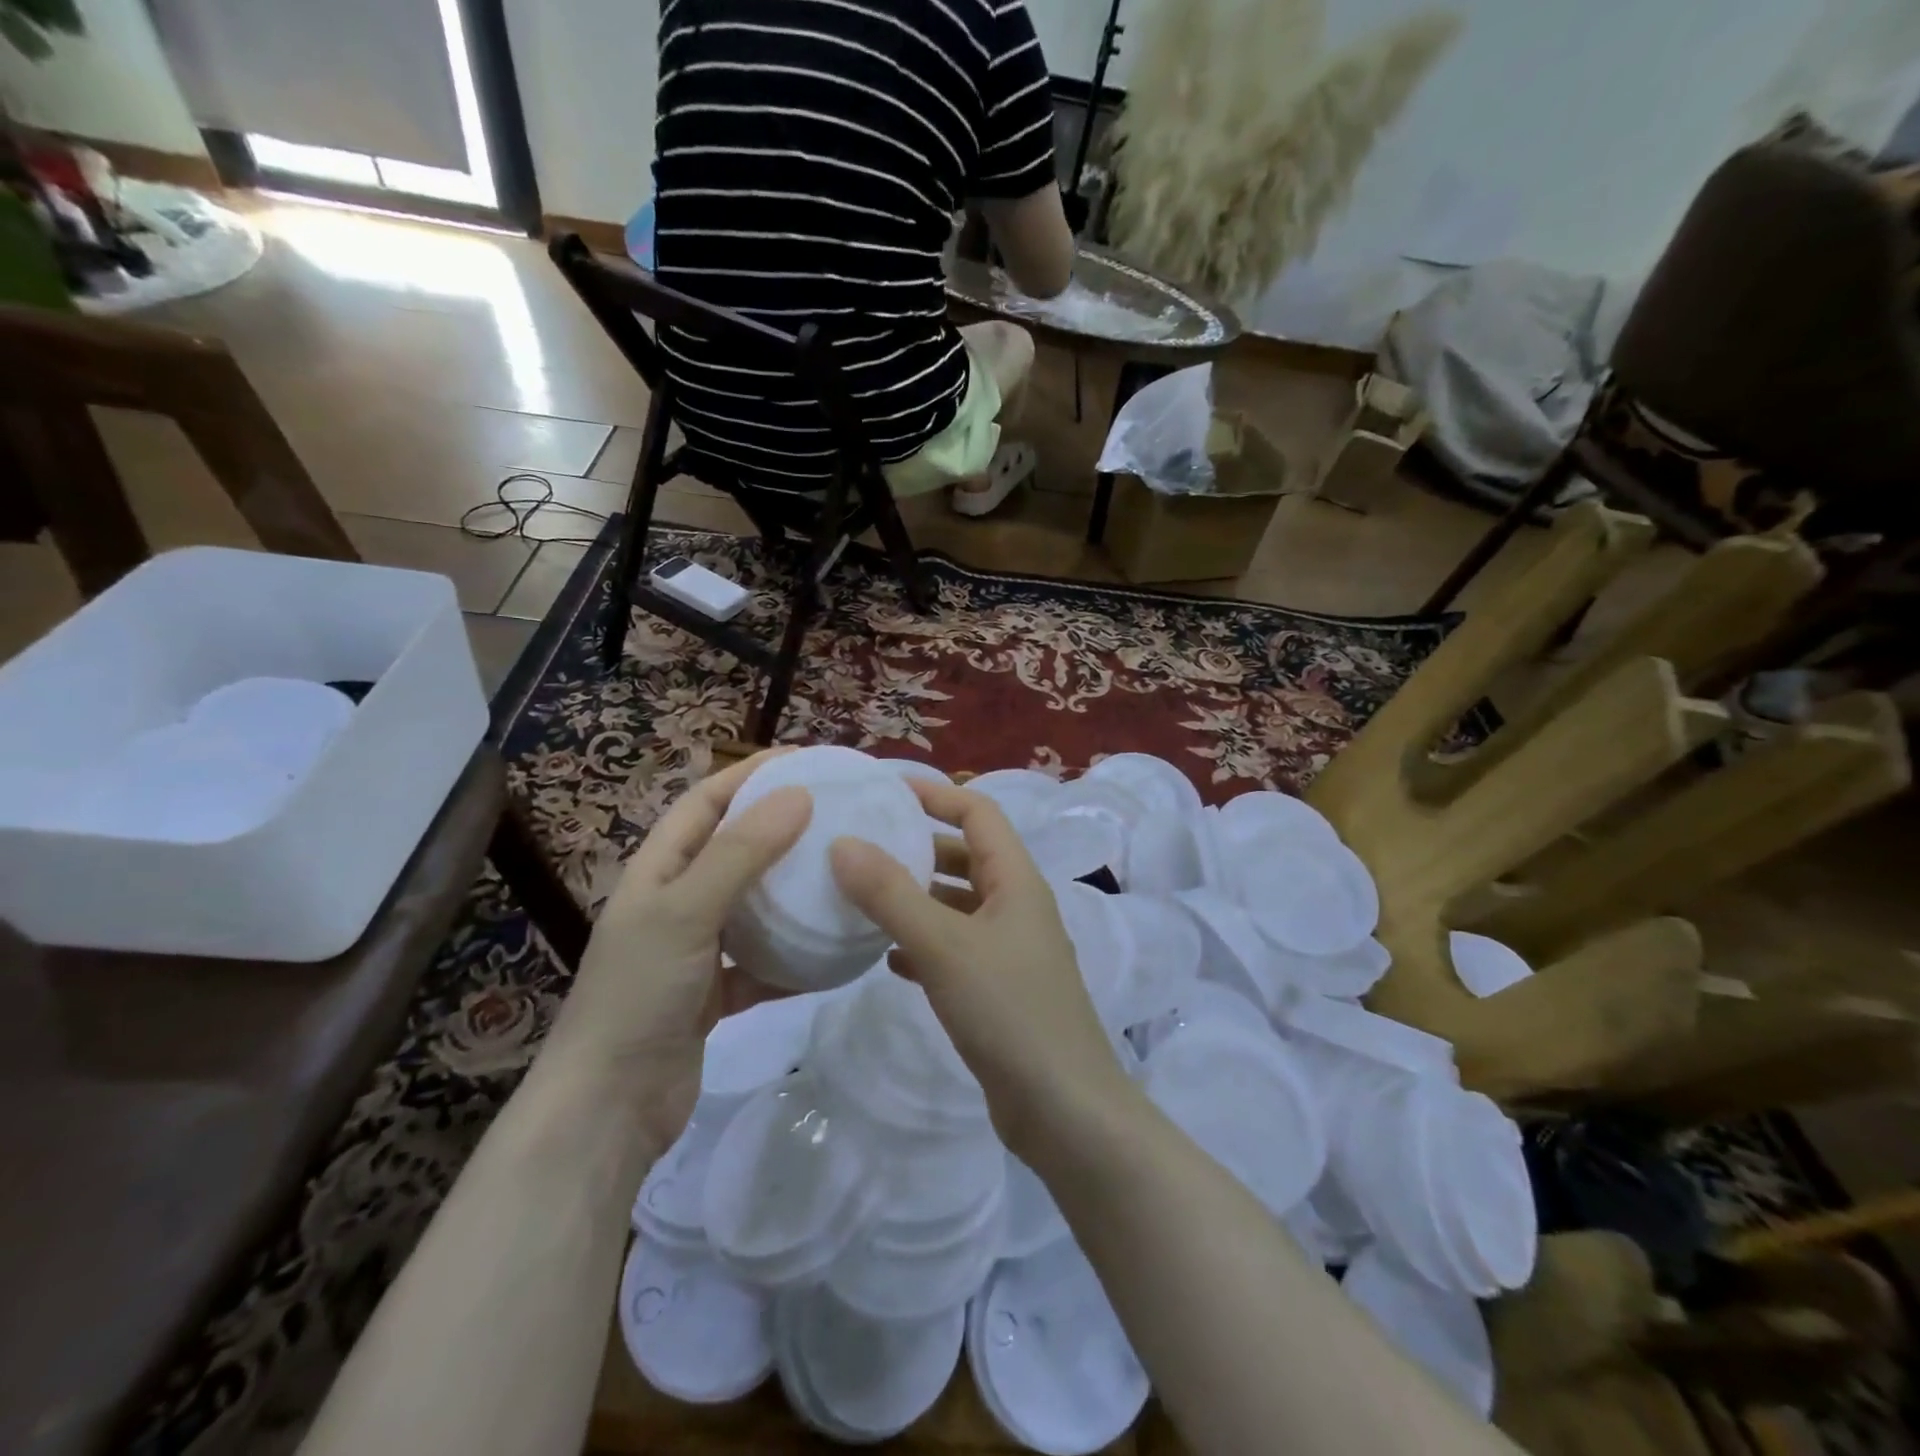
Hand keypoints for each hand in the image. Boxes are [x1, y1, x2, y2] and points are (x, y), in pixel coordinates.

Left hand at [539, 750, 811, 1156]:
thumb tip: (798, 794)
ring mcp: (696, 949)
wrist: (608, 1109)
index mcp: (659, 870)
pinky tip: (833, 950)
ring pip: (753, 905)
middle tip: (838, 814)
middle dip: (780, 826)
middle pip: (735, 848)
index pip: (707, 801)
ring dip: (791, 890)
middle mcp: (677, 902)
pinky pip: (763, 961)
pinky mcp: (715, 993)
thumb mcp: (687, 912)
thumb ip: (741, 853)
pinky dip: (793, 955)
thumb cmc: (639, 994)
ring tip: (843, 872)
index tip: (807, 761)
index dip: (751, 774)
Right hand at [829, 779, 1131, 1158]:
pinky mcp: (1000, 991)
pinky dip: (923, 945)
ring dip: (917, 898)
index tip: (886, 788)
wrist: (1064, 1110)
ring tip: (863, 897)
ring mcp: (1011, 951)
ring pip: (958, 906)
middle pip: (967, 857)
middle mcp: (1018, 907)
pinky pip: (955, 950)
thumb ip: (891, 894)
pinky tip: (887, 958)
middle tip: (864, 844)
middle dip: (920, 846)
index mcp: (1017, 881)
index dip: (936, 794)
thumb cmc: (1009, 1011)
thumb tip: (843, 843)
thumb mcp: (944, 946)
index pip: (979, 813)